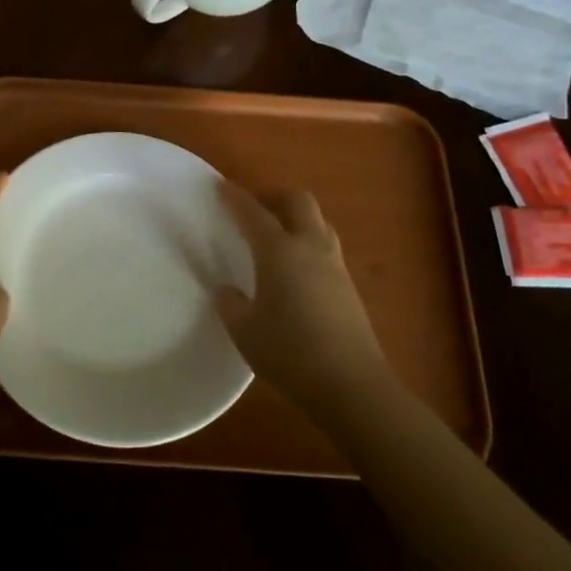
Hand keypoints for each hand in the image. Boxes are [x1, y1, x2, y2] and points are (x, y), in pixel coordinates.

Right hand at [216, 182, 390, 421]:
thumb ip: (231, 304)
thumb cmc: (289, 352)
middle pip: (298, 201)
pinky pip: (325, 245)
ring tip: (275, 234)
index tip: (220, 186)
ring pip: (317, 221)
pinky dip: (307, 241)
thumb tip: (228, 291)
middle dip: (274, 196)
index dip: (235, 197)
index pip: (253, 213)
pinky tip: (294, 267)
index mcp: (279, 251)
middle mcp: (310, 247)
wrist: (350, 384)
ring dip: (295, 216)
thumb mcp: (245, 330)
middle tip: (253, 208)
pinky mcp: (348, 285)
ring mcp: (334, 265)